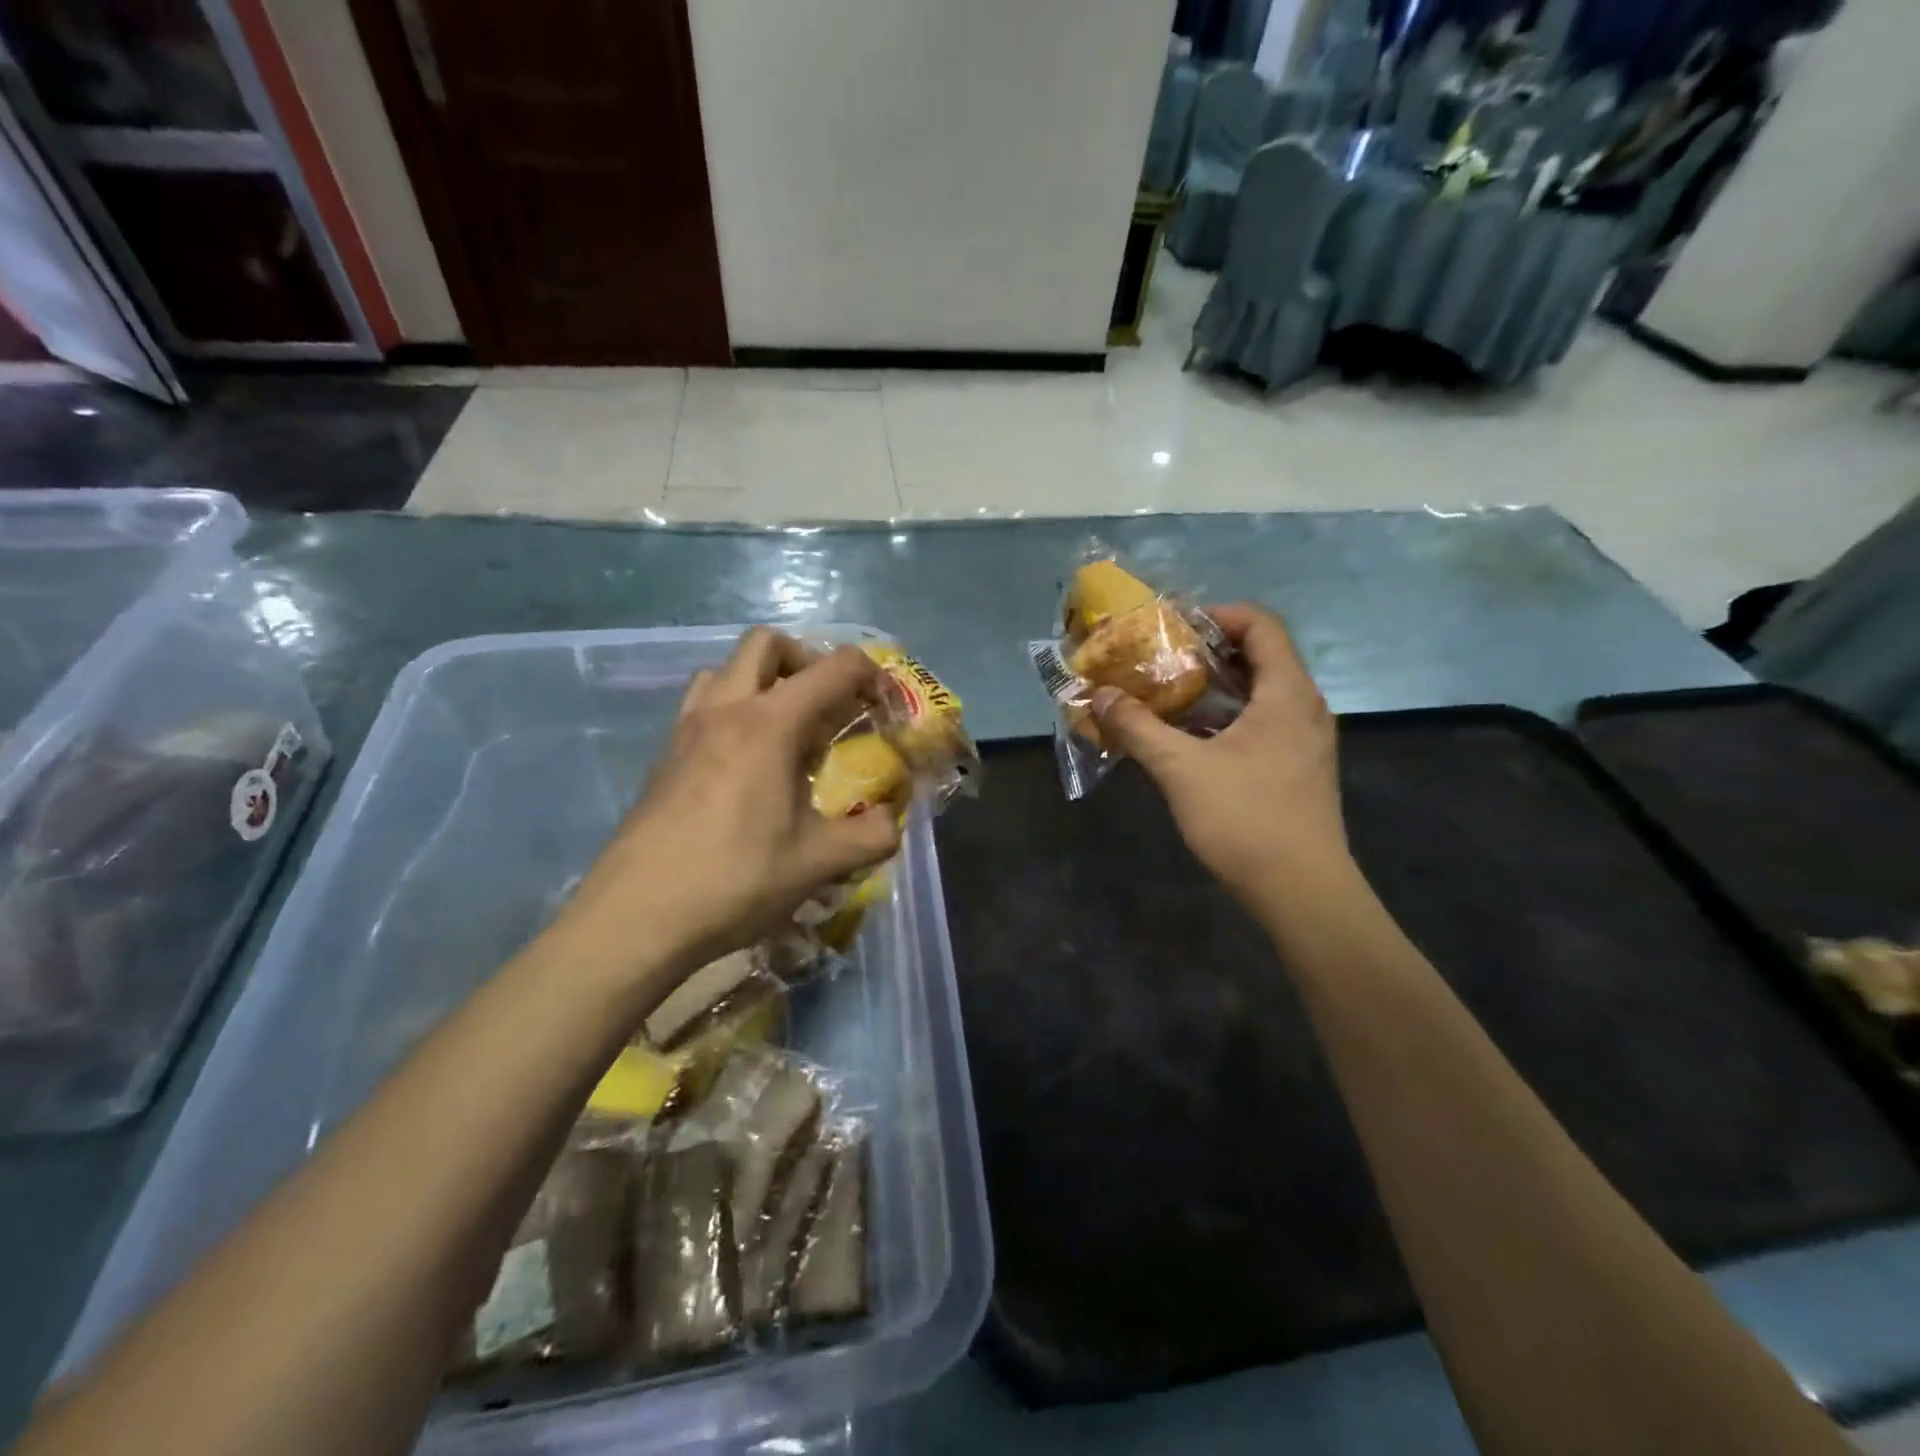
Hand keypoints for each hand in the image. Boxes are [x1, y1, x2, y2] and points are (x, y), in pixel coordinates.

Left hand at [555, 629, 901, 981]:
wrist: (636, 916)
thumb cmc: (735, 879)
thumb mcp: (818, 862)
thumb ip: (871, 836)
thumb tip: (890, 824)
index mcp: (769, 723)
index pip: (834, 668)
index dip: (871, 676)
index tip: (884, 708)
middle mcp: (725, 710)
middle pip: (767, 644)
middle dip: (808, 660)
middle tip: (829, 706)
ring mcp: (686, 729)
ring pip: (726, 669)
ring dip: (764, 682)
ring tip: (786, 732)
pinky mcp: (664, 756)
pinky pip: (703, 706)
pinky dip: (734, 712)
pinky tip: (747, 767)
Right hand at [1091, 604, 1352, 911]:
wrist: (1302, 893)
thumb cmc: (1246, 820)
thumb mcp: (1181, 770)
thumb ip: (1138, 728)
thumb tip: (1099, 696)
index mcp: (1287, 693)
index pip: (1262, 625)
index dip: (1218, 615)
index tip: (1174, 627)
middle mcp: (1304, 707)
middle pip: (1261, 656)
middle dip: (1209, 652)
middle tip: (1161, 659)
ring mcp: (1306, 740)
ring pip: (1261, 693)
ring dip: (1216, 687)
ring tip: (1168, 694)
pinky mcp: (1299, 768)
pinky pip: (1264, 722)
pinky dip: (1228, 717)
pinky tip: (1191, 738)